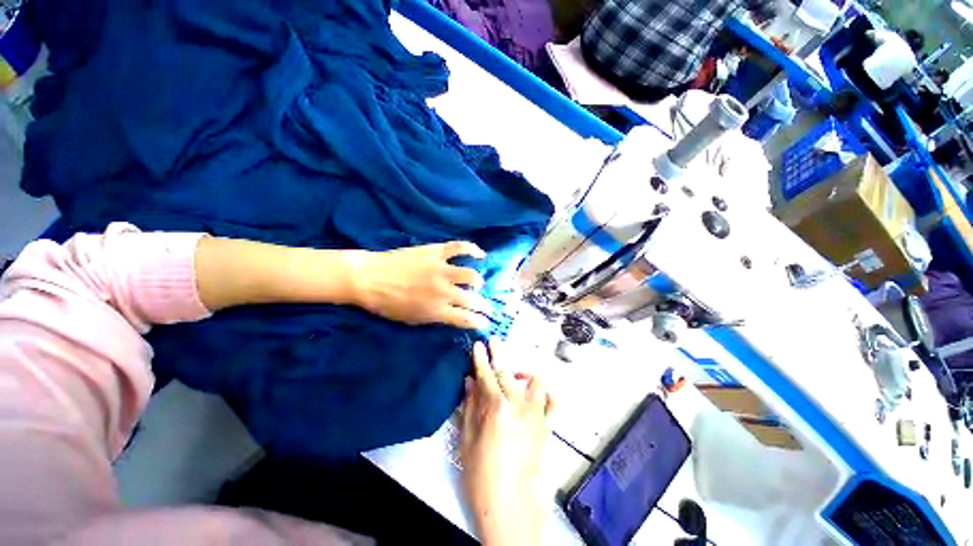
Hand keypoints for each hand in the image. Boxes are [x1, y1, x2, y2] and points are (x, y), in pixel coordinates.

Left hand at [349, 241, 490, 329]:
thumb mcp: (412, 320)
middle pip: (472, 300)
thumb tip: (453, 316)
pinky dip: (472, 249)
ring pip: (470, 274)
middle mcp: (443, 291)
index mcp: (436, 310)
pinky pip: (459, 247)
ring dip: (478, 281)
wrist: (369, 278)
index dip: (479, 322)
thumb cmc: (387, 304)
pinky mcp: (436, 252)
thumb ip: (436, 318)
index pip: (466, 319)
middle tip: (488, 307)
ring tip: (478, 283)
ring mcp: (441, 269)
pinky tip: (479, 254)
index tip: (485, 323)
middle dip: (485, 306)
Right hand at [460, 340, 553, 545]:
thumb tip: (469, 381)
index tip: (478, 344)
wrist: (510, 503)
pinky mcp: (547, 426)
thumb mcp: (467, 439)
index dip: (480, 358)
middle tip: (494, 343)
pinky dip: (547, 393)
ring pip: (535, 381)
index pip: (486, 375)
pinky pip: (554, 402)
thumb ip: (469, 406)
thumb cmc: (482, 474)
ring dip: (523, 373)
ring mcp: (537, 414)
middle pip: (508, 372)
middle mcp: (519, 405)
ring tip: (514, 375)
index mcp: (496, 408)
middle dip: (499, 354)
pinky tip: (538, 393)